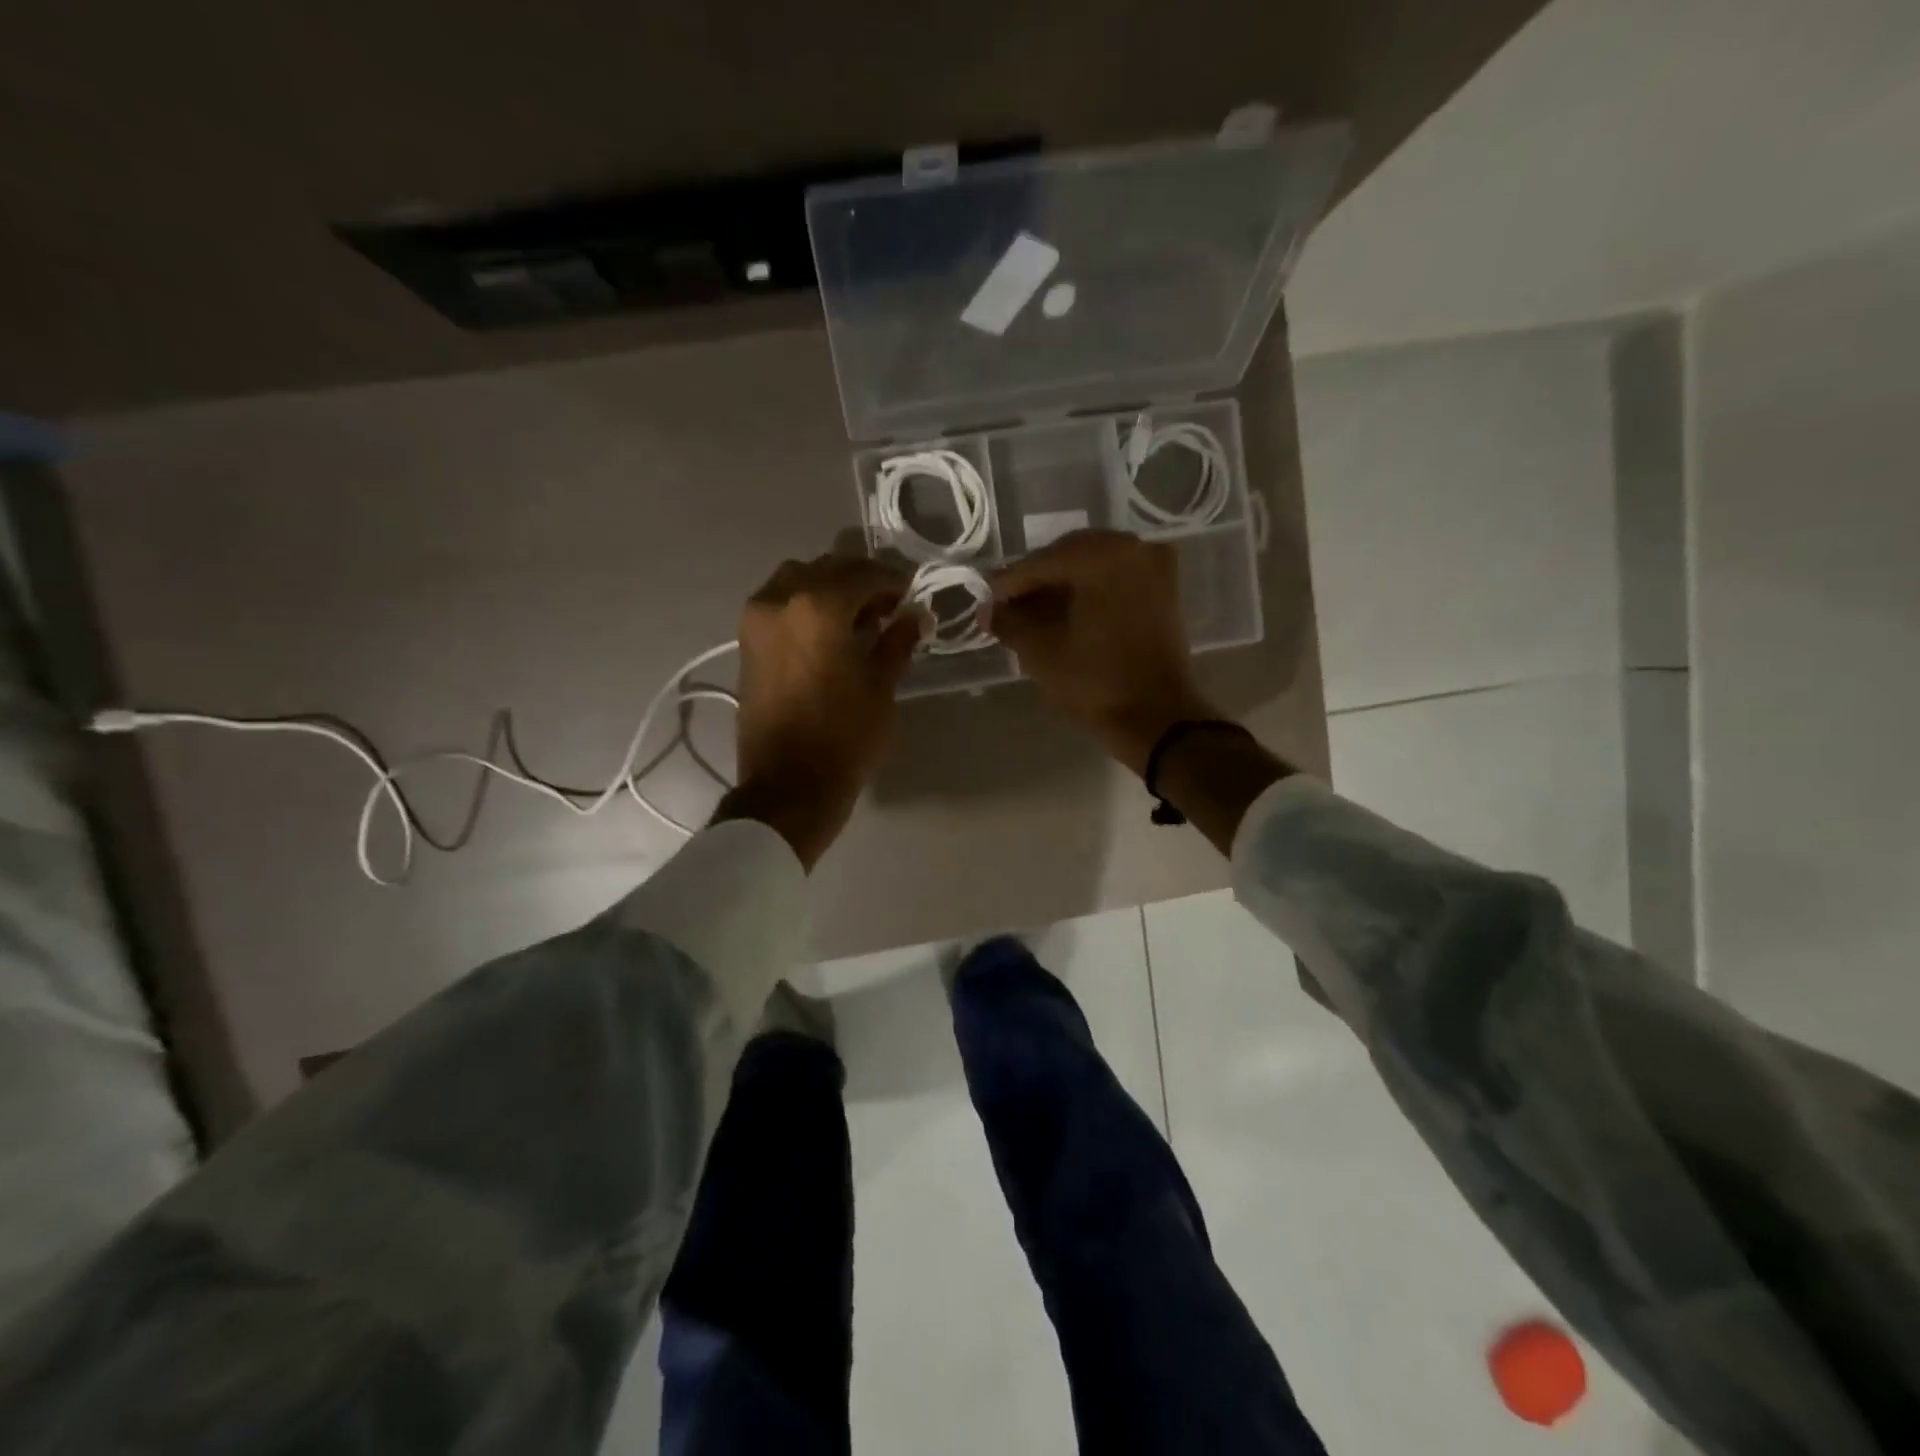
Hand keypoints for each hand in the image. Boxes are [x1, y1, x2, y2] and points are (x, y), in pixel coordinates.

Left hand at [723, 554, 922, 867]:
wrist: (788, 784)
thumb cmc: (844, 735)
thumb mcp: (881, 685)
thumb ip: (899, 640)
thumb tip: (917, 615)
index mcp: (817, 605)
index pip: (864, 574)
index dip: (894, 580)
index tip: (914, 591)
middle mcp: (780, 599)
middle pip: (827, 569)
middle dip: (861, 581)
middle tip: (890, 604)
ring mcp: (756, 619)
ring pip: (798, 581)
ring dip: (830, 589)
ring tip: (858, 618)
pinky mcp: (747, 642)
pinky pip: (780, 604)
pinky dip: (806, 605)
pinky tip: (830, 631)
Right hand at [988, 530, 1217, 773]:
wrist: (1159, 718)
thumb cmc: (1096, 683)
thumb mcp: (1041, 652)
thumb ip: (1009, 622)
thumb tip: (988, 611)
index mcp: (1102, 556)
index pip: (1042, 562)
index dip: (1009, 583)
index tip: (985, 601)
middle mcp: (1132, 548)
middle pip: (1069, 557)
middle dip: (1037, 582)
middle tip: (1007, 608)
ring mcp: (1154, 566)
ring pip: (1093, 567)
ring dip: (1062, 587)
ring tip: (1033, 614)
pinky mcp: (1164, 589)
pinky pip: (1115, 579)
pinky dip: (1089, 592)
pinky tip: (1066, 614)